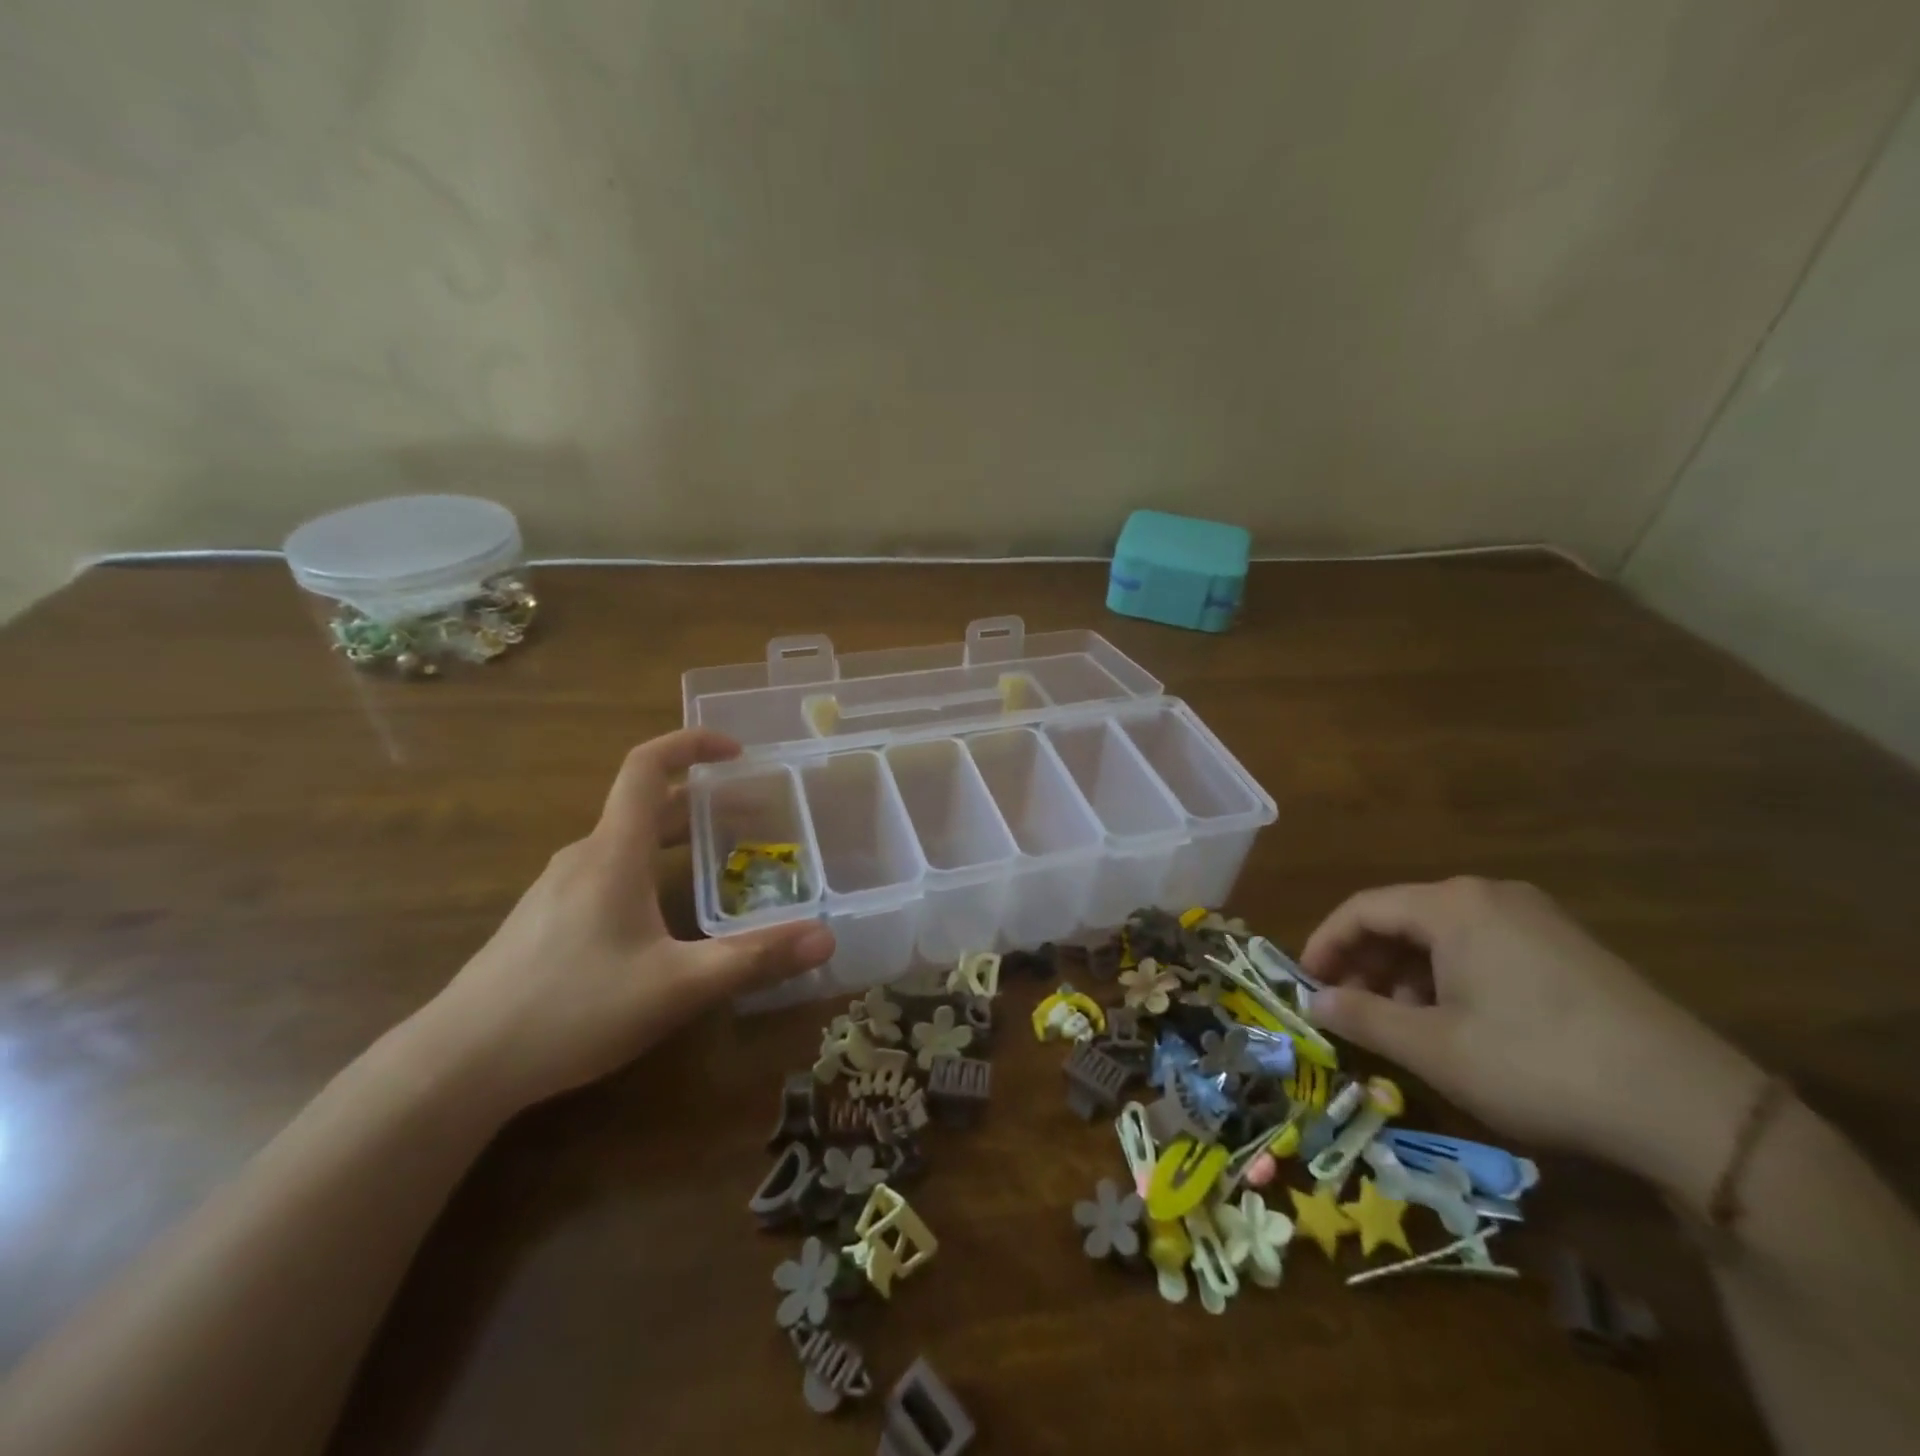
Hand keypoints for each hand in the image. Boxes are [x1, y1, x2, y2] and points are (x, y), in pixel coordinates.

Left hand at [415, 729, 834, 1109]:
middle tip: (752, 816)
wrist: (456, 1066)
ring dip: (673, 838)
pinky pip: (606, 873)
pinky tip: (662, 920)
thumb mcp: (678, 985)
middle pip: (644, 806)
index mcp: (613, 852)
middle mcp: (583, 857)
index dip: (691, 744)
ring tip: (717, 864)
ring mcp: (556, 889)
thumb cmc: (572, 1008)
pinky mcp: (543, 921)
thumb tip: (826, 937)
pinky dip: (646, 869)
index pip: (647, 766)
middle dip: (700, 801)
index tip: (737, 751)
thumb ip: (754, 958)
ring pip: (624, 843)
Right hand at [1300, 877, 1761, 1193]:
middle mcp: (1491, 896)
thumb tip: (1315, 1001)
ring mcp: (1537, 919)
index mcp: (1453, 905)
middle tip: (1350, 1008)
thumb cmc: (1538, 1065)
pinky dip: (1451, 978)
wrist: (1692, 1108)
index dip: (1325, 944)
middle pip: (1403, 917)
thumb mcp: (1435, 1048)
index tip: (1306, 983)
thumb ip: (1364, 1018)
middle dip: (1367, 962)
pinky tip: (1458, 1024)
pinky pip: (1484, 948)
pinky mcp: (1569, 949)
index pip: (1362, 908)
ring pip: (1444, 935)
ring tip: (1402, 1024)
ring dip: (1407, 974)